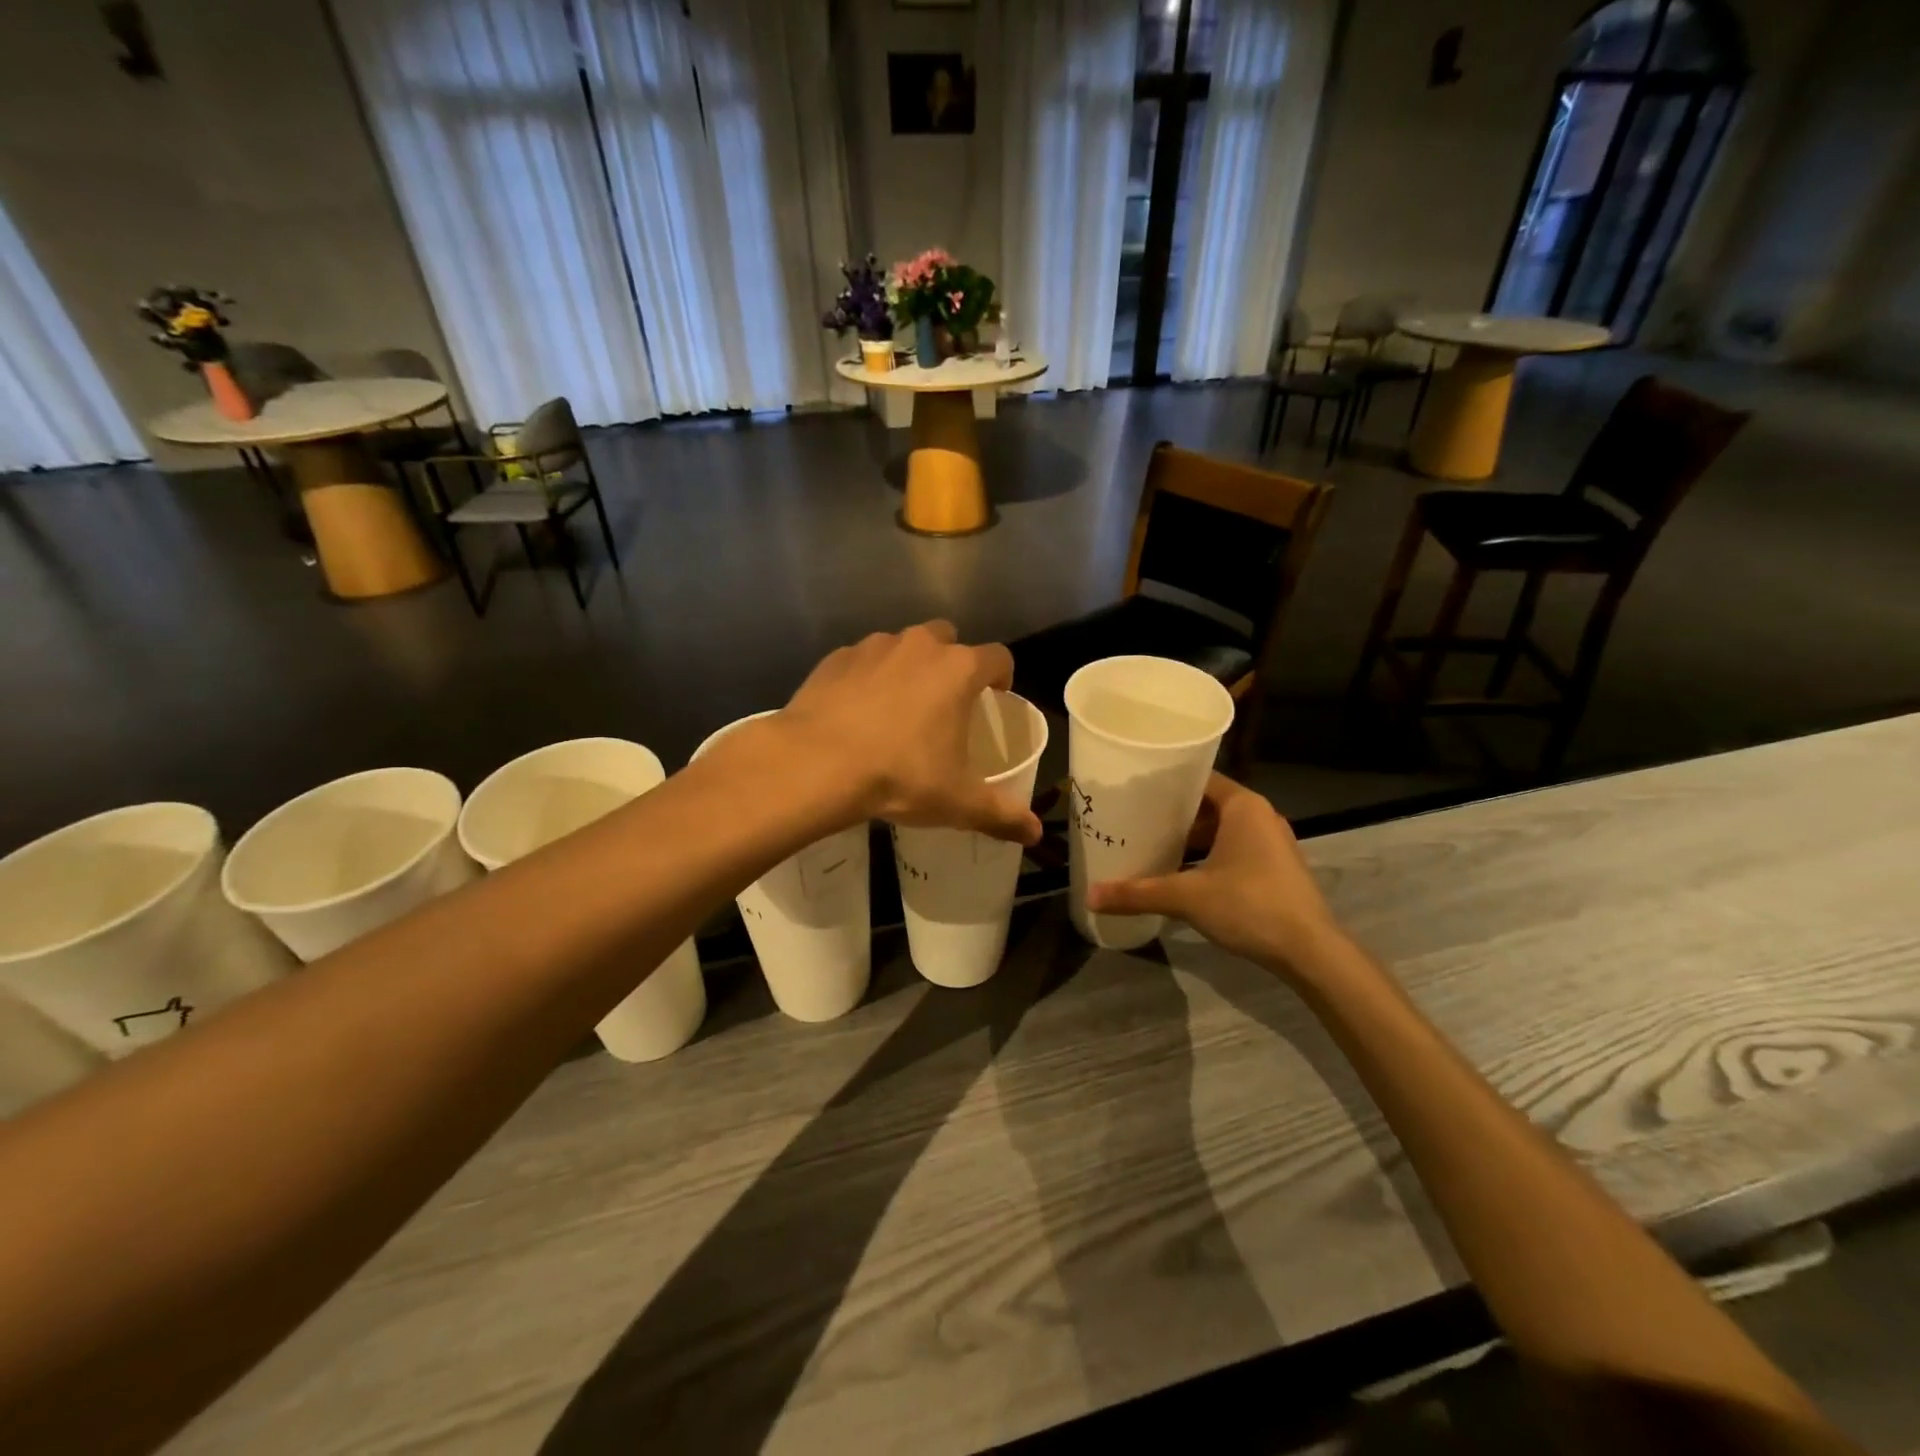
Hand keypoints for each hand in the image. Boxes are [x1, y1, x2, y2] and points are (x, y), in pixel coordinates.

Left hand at [777, 622, 1041, 844]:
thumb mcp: (956, 802)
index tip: (997, 695)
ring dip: (907, 668)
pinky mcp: (836, 658)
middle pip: (948, 639)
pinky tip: (856, 711)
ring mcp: (874, 647)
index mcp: (958, 670)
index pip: (998, 657)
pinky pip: (862, 661)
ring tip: (897, 708)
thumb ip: (1001, 815)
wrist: (816, 763)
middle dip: (952, 663)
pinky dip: (867, 678)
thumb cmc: (899, 775)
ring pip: (902, 646)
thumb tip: (1035, 834)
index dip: (1002, 675)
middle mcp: (920, 646)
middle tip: (945, 702)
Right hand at [1086, 773, 1343, 972]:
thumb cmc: (1250, 906)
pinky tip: (1181, 873)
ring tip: (1151, 845)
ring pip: (1221, 830)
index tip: (1134, 790)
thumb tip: (1090, 896)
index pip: (1199, 778)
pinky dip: (1208, 855)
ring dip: (1190, 838)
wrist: (1310, 951)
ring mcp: (1271, 843)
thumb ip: (1138, 893)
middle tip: (1134, 819)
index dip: (1167, 783)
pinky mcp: (1275, 867)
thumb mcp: (1187, 897)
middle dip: (1173, 814)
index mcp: (1243, 806)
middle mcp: (1260, 816)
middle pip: (1208, 804)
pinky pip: (1234, 849)